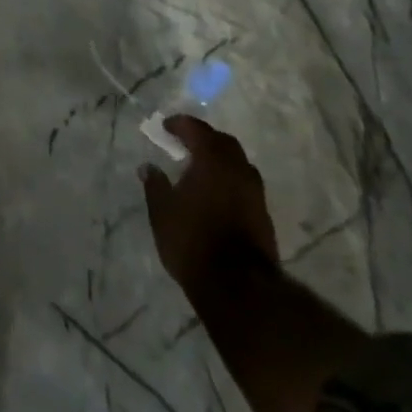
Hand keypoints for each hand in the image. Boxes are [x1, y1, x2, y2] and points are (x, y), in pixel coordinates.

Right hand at [140, 115, 278, 294]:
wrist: (239, 287)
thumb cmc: (193, 241)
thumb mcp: (162, 212)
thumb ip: (155, 185)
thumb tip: (148, 167)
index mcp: (212, 160)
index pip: (197, 129)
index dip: (180, 124)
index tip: (166, 126)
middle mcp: (238, 169)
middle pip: (224, 142)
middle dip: (205, 138)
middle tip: (186, 144)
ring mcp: (255, 193)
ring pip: (238, 163)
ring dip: (220, 160)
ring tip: (201, 169)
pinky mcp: (263, 215)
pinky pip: (244, 185)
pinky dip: (229, 180)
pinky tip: (216, 194)